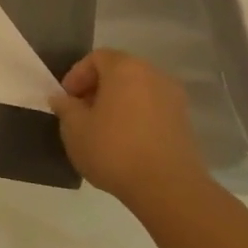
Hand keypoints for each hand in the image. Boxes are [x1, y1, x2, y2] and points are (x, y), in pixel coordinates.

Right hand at [50, 49, 211, 210]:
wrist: (169, 189)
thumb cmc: (114, 149)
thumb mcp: (74, 128)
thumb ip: (65, 107)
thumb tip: (62, 99)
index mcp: (126, 68)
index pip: (96, 58)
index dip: (76, 76)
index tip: (67, 100)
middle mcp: (153, 75)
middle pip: (119, 72)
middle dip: (97, 89)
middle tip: (81, 112)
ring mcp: (173, 100)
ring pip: (137, 92)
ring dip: (117, 104)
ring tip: (101, 129)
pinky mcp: (185, 124)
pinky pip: (152, 110)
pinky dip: (136, 118)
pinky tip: (124, 143)